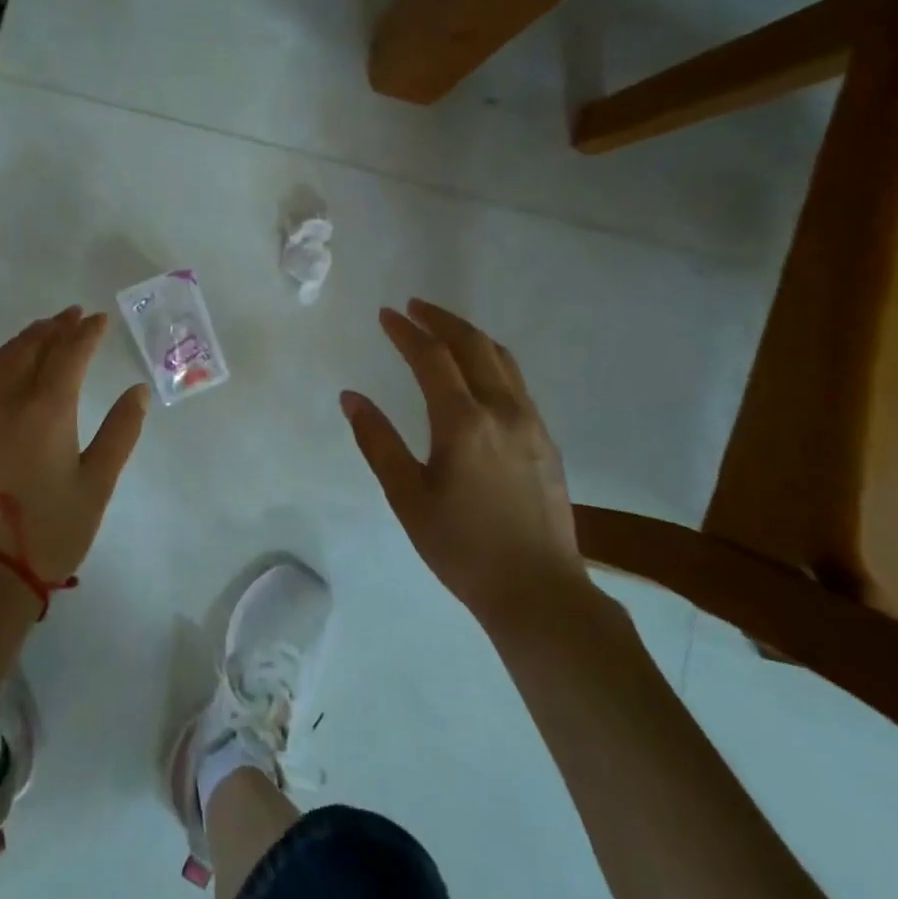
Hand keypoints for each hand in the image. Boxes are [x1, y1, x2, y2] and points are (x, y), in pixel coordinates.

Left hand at [0, 307, 149, 591]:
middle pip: (30, 348)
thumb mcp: (98, 483)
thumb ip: (120, 432)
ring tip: (43, 330)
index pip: (68, 354)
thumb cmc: (52, 530)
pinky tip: (13, 371)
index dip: (86, 333)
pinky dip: (5, 362)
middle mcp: (9, 403)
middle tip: (73, 314)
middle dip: (54, 327)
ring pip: (2, 361)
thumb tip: (136, 392)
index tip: (100, 318)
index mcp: (47, 409)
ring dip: (25, 340)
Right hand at [340, 299, 588, 627]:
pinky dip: (491, 361)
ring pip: (502, 360)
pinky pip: (516, 382)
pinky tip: (478, 374)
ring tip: (444, 329)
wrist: (538, 591)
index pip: (432, 358)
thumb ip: (377, 441)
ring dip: (470, 336)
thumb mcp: (407, 497)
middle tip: (415, 307)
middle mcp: (503, 410)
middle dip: (441, 320)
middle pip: (473, 345)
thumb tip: (351, 397)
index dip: (406, 331)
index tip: (386, 314)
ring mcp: (531, 424)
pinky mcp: (546, 440)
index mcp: (463, 422)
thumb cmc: (462, 547)